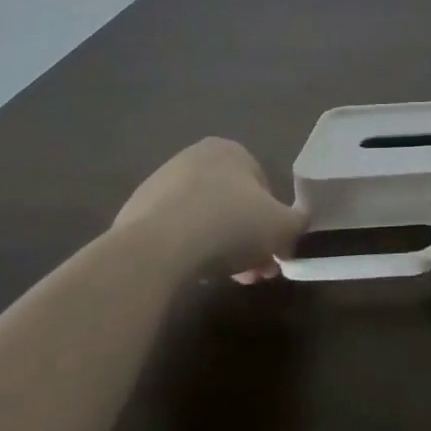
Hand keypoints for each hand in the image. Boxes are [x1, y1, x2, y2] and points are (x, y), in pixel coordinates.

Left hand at [114, 138, 301, 275]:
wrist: (156, 250)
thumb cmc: (230, 225)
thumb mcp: (282, 226)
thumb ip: (297, 222)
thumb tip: (298, 223)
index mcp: (229, 150)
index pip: (262, 185)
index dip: (272, 221)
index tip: (273, 251)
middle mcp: (192, 159)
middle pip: (231, 204)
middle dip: (246, 239)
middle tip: (253, 272)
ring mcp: (158, 186)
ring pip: (202, 220)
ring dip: (218, 248)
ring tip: (224, 279)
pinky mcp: (132, 215)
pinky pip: (172, 234)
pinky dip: (185, 252)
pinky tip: (189, 275)